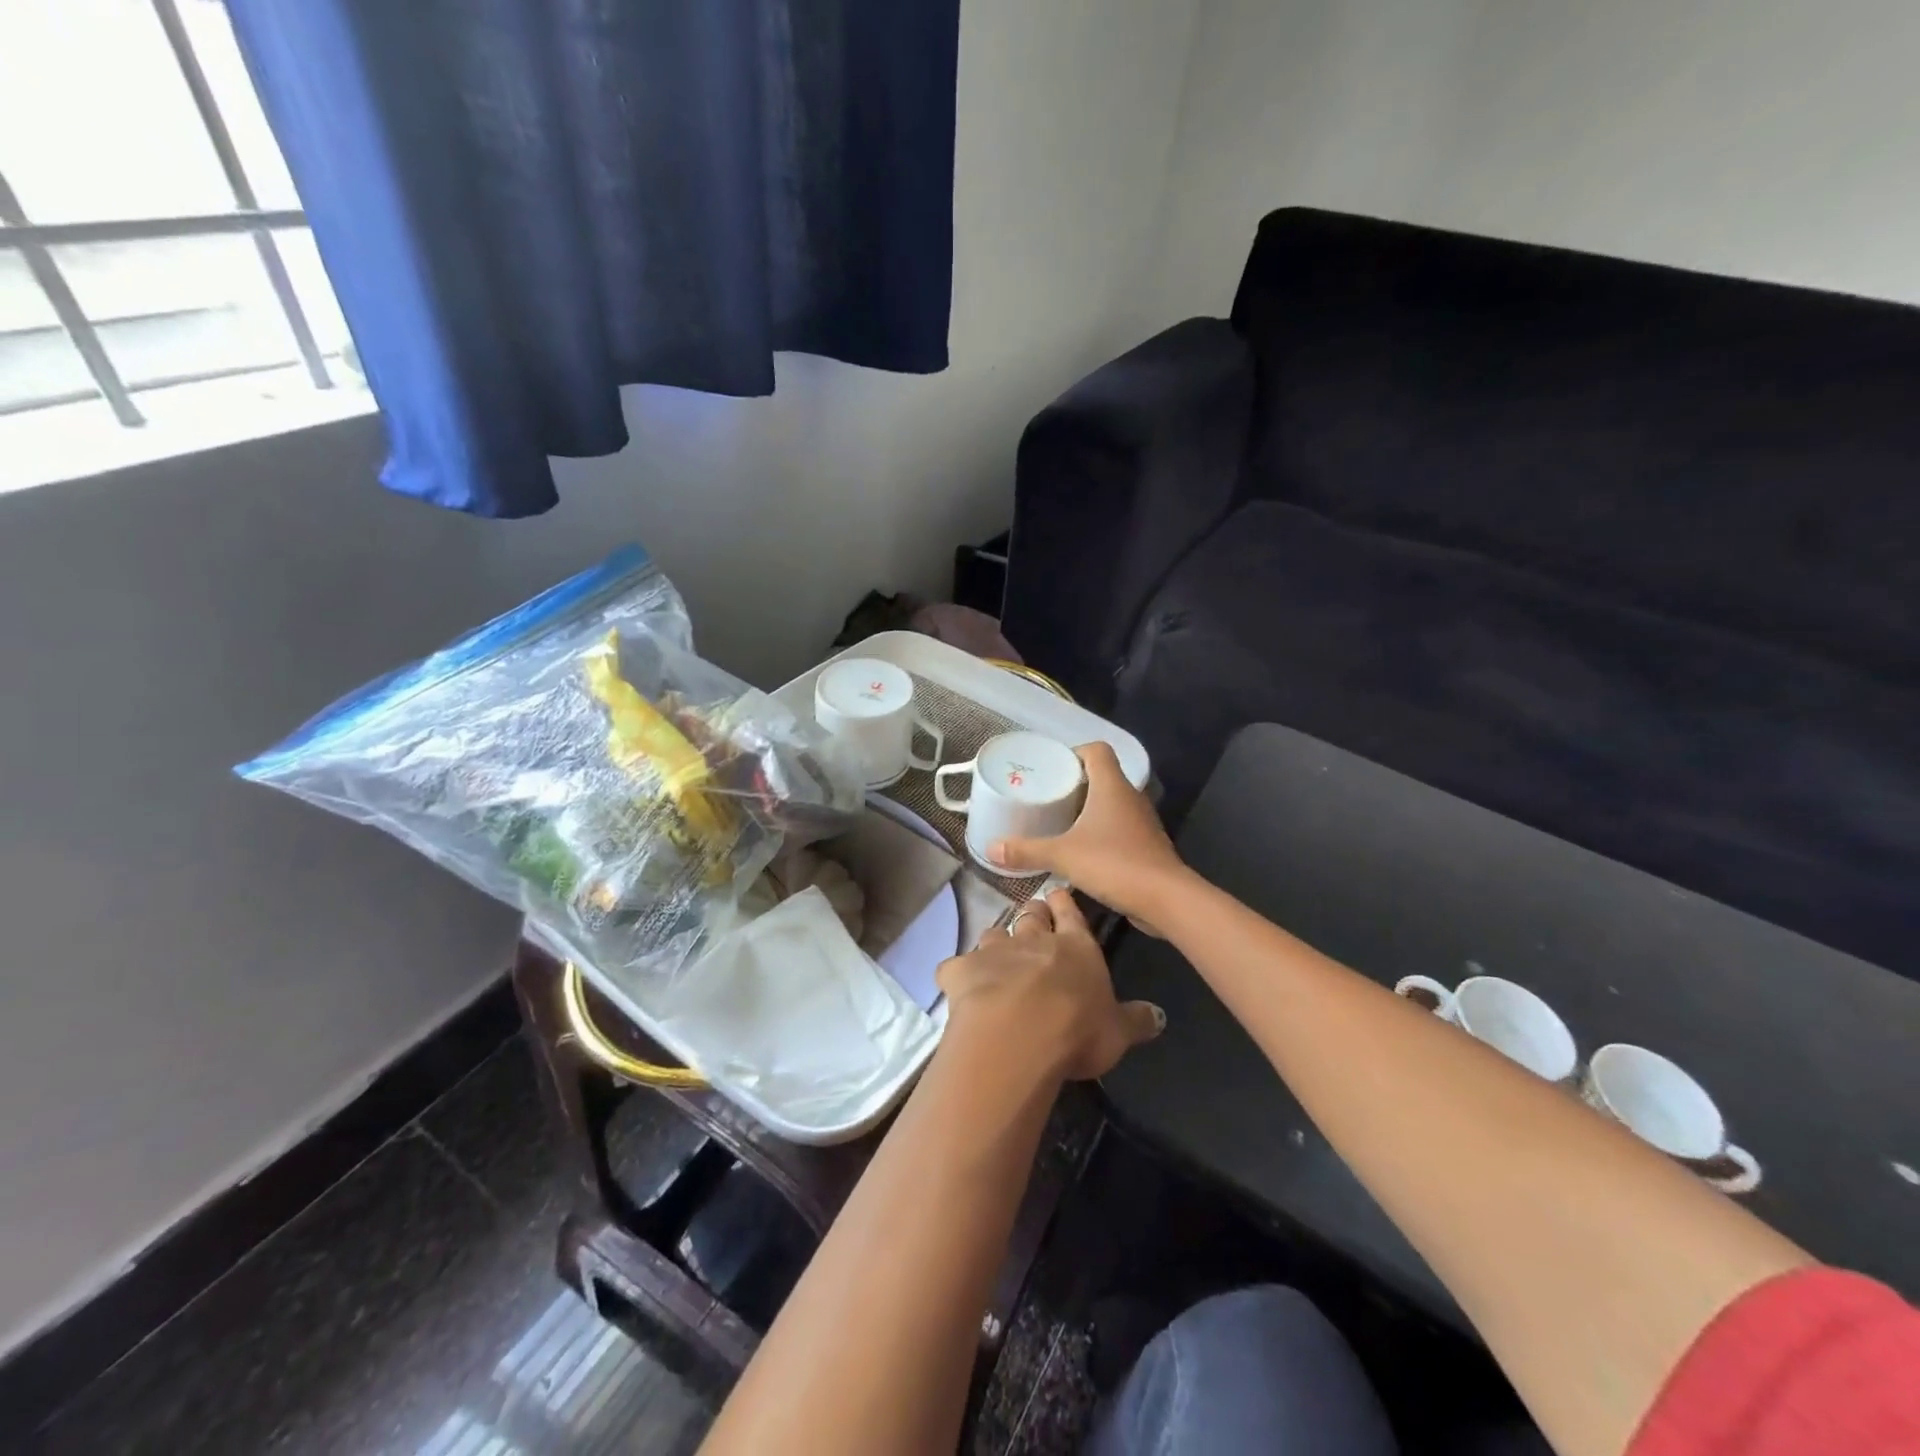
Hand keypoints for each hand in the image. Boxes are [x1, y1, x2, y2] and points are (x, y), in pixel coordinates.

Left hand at [936, 888, 1163, 1080]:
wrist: (1018, 1034)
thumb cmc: (1077, 1028)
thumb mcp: (1118, 1030)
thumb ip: (1135, 1019)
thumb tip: (1158, 1016)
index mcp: (1076, 947)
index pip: (1071, 914)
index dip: (1064, 904)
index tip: (1058, 893)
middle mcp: (1033, 940)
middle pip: (1031, 916)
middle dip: (1032, 914)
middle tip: (1033, 917)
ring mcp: (994, 951)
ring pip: (993, 934)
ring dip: (996, 942)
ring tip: (997, 954)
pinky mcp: (960, 970)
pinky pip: (955, 966)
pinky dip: (958, 973)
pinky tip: (959, 984)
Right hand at [986, 741, 1187, 926]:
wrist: (1165, 899)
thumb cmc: (1113, 863)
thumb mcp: (1062, 855)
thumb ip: (1026, 850)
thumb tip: (991, 848)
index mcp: (1111, 786)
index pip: (1097, 750)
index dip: (1075, 753)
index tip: (1053, 769)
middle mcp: (1129, 797)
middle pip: (1103, 776)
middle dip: (1075, 784)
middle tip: (1048, 797)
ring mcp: (1141, 822)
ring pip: (1112, 804)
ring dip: (1089, 810)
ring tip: (1060, 823)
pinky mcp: (1146, 846)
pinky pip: (1120, 828)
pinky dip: (1101, 833)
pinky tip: (1082, 851)